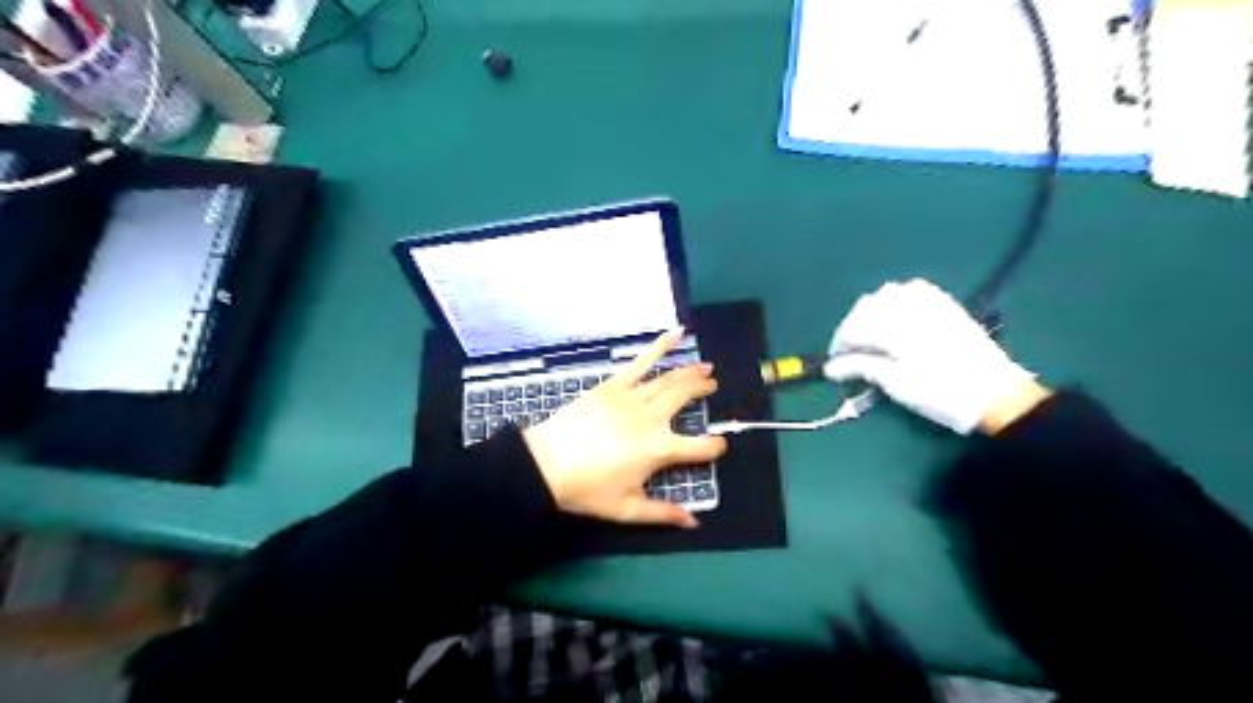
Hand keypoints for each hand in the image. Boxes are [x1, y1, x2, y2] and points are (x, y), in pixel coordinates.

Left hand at [525, 328, 730, 527]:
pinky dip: (660, 345)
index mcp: (659, 450)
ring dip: (691, 371)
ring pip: (669, 378)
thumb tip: (694, 523)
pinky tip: (677, 332)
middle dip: (704, 390)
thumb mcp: (627, 509)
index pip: (700, 447)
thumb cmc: (587, 489)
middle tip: (713, 386)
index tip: (719, 445)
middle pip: (686, 398)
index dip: (715, 446)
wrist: (547, 464)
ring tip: (706, 366)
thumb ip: (663, 513)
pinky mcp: (614, 385)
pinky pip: (641, 361)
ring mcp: (633, 397)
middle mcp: (652, 419)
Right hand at [829, 279, 1044, 432]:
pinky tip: (896, 315)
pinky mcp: (945, 305)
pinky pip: (914, 289)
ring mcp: (930, 302)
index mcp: (895, 328)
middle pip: (866, 308)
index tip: (834, 365)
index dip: (839, 346)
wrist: (996, 394)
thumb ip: (860, 368)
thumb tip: (830, 368)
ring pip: (887, 294)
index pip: (853, 329)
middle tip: (850, 354)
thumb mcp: (896, 384)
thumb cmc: (941, 393)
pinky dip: (898, 299)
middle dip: (853, 328)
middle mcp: (909, 307)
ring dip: (872, 311)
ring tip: (871, 334)